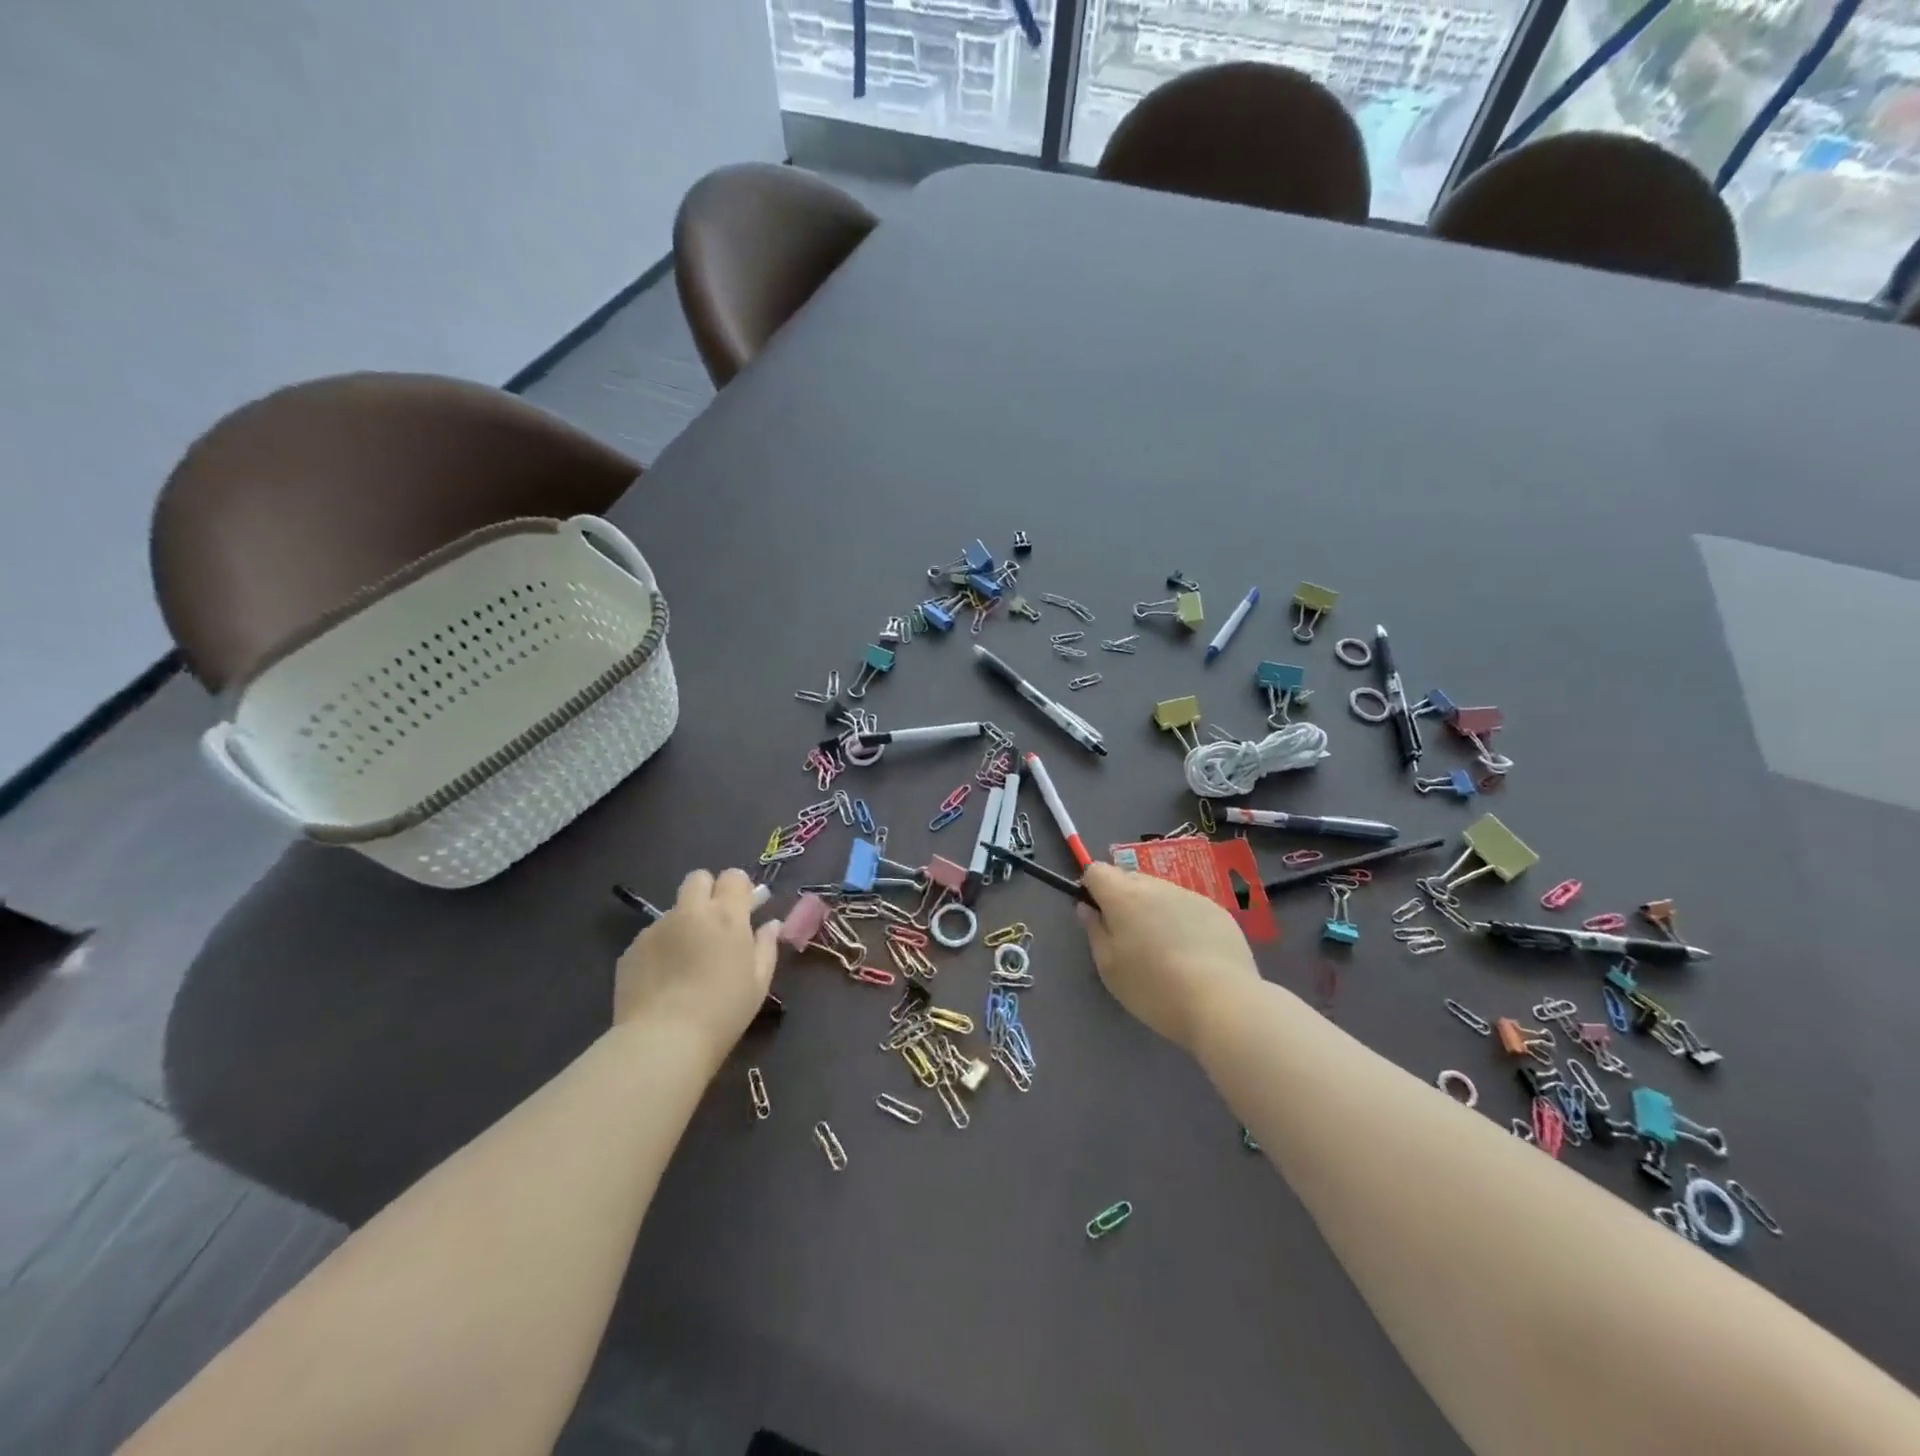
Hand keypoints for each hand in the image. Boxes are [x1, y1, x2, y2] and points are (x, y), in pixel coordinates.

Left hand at [614, 869, 779, 1057]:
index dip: (739, 889)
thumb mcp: (758, 983)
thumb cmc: (723, 1012)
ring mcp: (656, 928)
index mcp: (726, 916)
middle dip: (708, 891)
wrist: (662, 1042)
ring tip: (686, 961)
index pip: (733, 876)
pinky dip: (662, 947)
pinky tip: (664, 979)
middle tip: (714, 923)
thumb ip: (766, 946)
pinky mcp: (631, 949)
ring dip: (685, 923)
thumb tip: (770, 925)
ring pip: (674, 910)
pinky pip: (653, 936)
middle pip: (698, 878)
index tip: (744, 909)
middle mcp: (690, 912)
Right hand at [1077, 862, 1260, 1052]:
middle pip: (1128, 878)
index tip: (1098, 917)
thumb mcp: (1109, 968)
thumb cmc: (1154, 988)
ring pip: (1160, 892)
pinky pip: (1188, 906)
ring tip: (1164, 950)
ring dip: (1153, 909)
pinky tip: (1193, 955)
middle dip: (1122, 899)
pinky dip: (1182, 921)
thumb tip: (1087, 908)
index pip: (1096, 870)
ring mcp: (1190, 895)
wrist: (1223, 1003)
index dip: (1092, 889)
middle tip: (1129, 939)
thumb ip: (1094, 931)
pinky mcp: (1218, 911)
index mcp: (1123, 896)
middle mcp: (1156, 885)